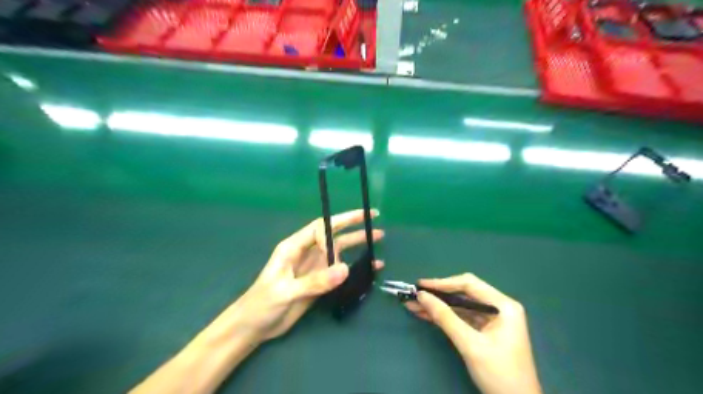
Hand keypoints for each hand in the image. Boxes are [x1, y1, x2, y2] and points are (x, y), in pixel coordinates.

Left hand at [227, 209, 383, 340]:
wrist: (255, 327)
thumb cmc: (261, 303)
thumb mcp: (285, 291)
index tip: (336, 254)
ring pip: (340, 251)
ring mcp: (315, 267)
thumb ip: (314, 281)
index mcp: (293, 247)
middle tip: (373, 217)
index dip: (331, 233)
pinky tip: (372, 267)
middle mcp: (307, 252)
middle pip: (333, 234)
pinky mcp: (320, 282)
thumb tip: (345, 269)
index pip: (318, 229)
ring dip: (358, 243)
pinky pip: (341, 271)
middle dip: (352, 224)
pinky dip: (356, 267)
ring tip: (378, 237)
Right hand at [404, 274, 539, 393]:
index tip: (421, 285)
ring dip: (439, 306)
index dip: (442, 283)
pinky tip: (427, 315)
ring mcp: (493, 319)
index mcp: (503, 305)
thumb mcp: (470, 344)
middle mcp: (499, 307)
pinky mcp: (486, 330)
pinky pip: (462, 317)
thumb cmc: (499, 374)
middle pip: (464, 293)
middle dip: (439, 295)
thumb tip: (422, 296)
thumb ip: (445, 317)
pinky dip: (445, 317)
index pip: (469, 284)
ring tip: (414, 305)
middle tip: (415, 295)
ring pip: (461, 306)